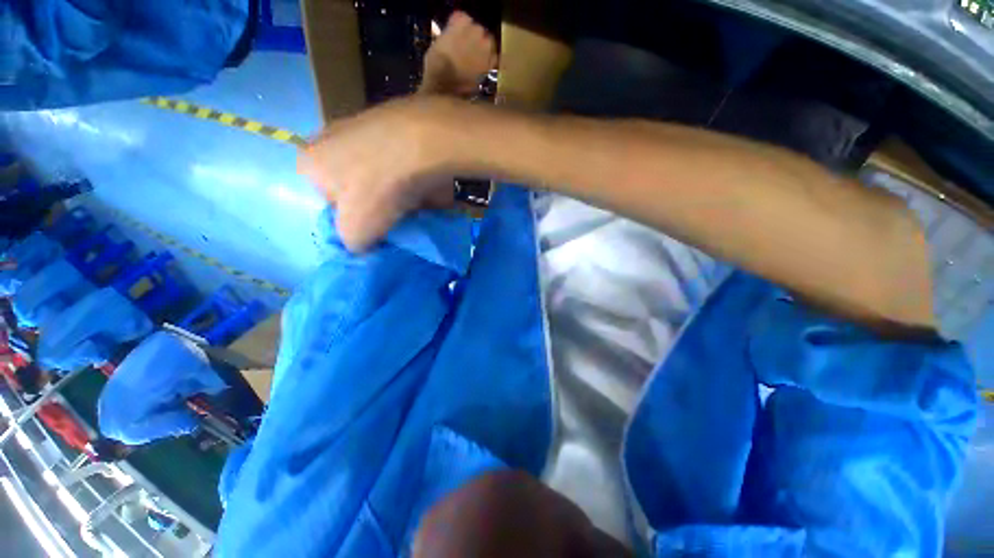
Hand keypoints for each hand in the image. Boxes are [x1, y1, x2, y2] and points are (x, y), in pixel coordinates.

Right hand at [300, 97, 466, 251]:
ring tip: (411, 203)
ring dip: (393, 192)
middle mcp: (330, 139)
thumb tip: (361, 242)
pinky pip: (399, 163)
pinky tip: (423, 187)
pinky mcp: (396, 126)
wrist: (424, 145)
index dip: (349, 220)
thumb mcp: (355, 231)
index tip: (371, 229)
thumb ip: (351, 242)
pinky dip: (409, 176)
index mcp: (310, 162)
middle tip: (393, 217)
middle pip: (353, 186)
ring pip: (377, 174)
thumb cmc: (378, 188)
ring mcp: (364, 128)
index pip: (324, 202)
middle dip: (373, 204)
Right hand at [421, 11, 496, 95]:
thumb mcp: (437, 43)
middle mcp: (477, 31)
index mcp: (461, 21)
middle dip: (473, 38)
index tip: (455, 35)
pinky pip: (493, 59)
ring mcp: (486, 48)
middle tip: (466, 48)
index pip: (462, 18)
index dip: (458, 27)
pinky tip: (482, 67)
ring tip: (475, 58)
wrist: (445, 88)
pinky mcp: (490, 65)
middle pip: (478, 30)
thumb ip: (448, 35)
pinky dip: (488, 61)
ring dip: (483, 49)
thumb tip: (451, 36)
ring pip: (488, 43)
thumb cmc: (436, 65)